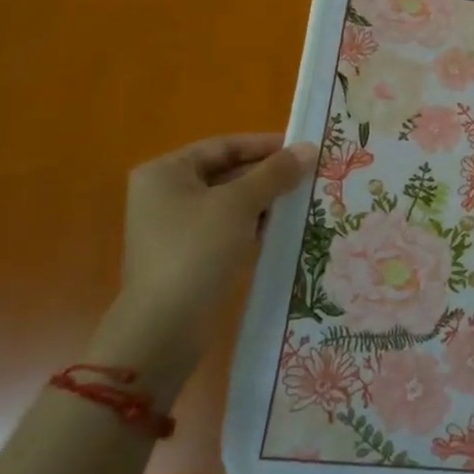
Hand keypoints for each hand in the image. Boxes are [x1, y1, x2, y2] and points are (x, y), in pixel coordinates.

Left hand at [96, 134, 315, 397]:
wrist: (163, 328)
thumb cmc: (196, 251)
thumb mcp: (239, 204)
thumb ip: (275, 173)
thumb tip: (309, 148)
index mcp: (166, 172)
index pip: (224, 146)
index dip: (265, 145)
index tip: (303, 149)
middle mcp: (165, 194)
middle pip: (226, 173)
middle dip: (268, 175)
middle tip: (310, 174)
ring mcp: (174, 228)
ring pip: (230, 202)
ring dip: (265, 201)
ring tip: (305, 199)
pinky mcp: (187, 256)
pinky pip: (227, 229)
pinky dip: (253, 225)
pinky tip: (284, 228)